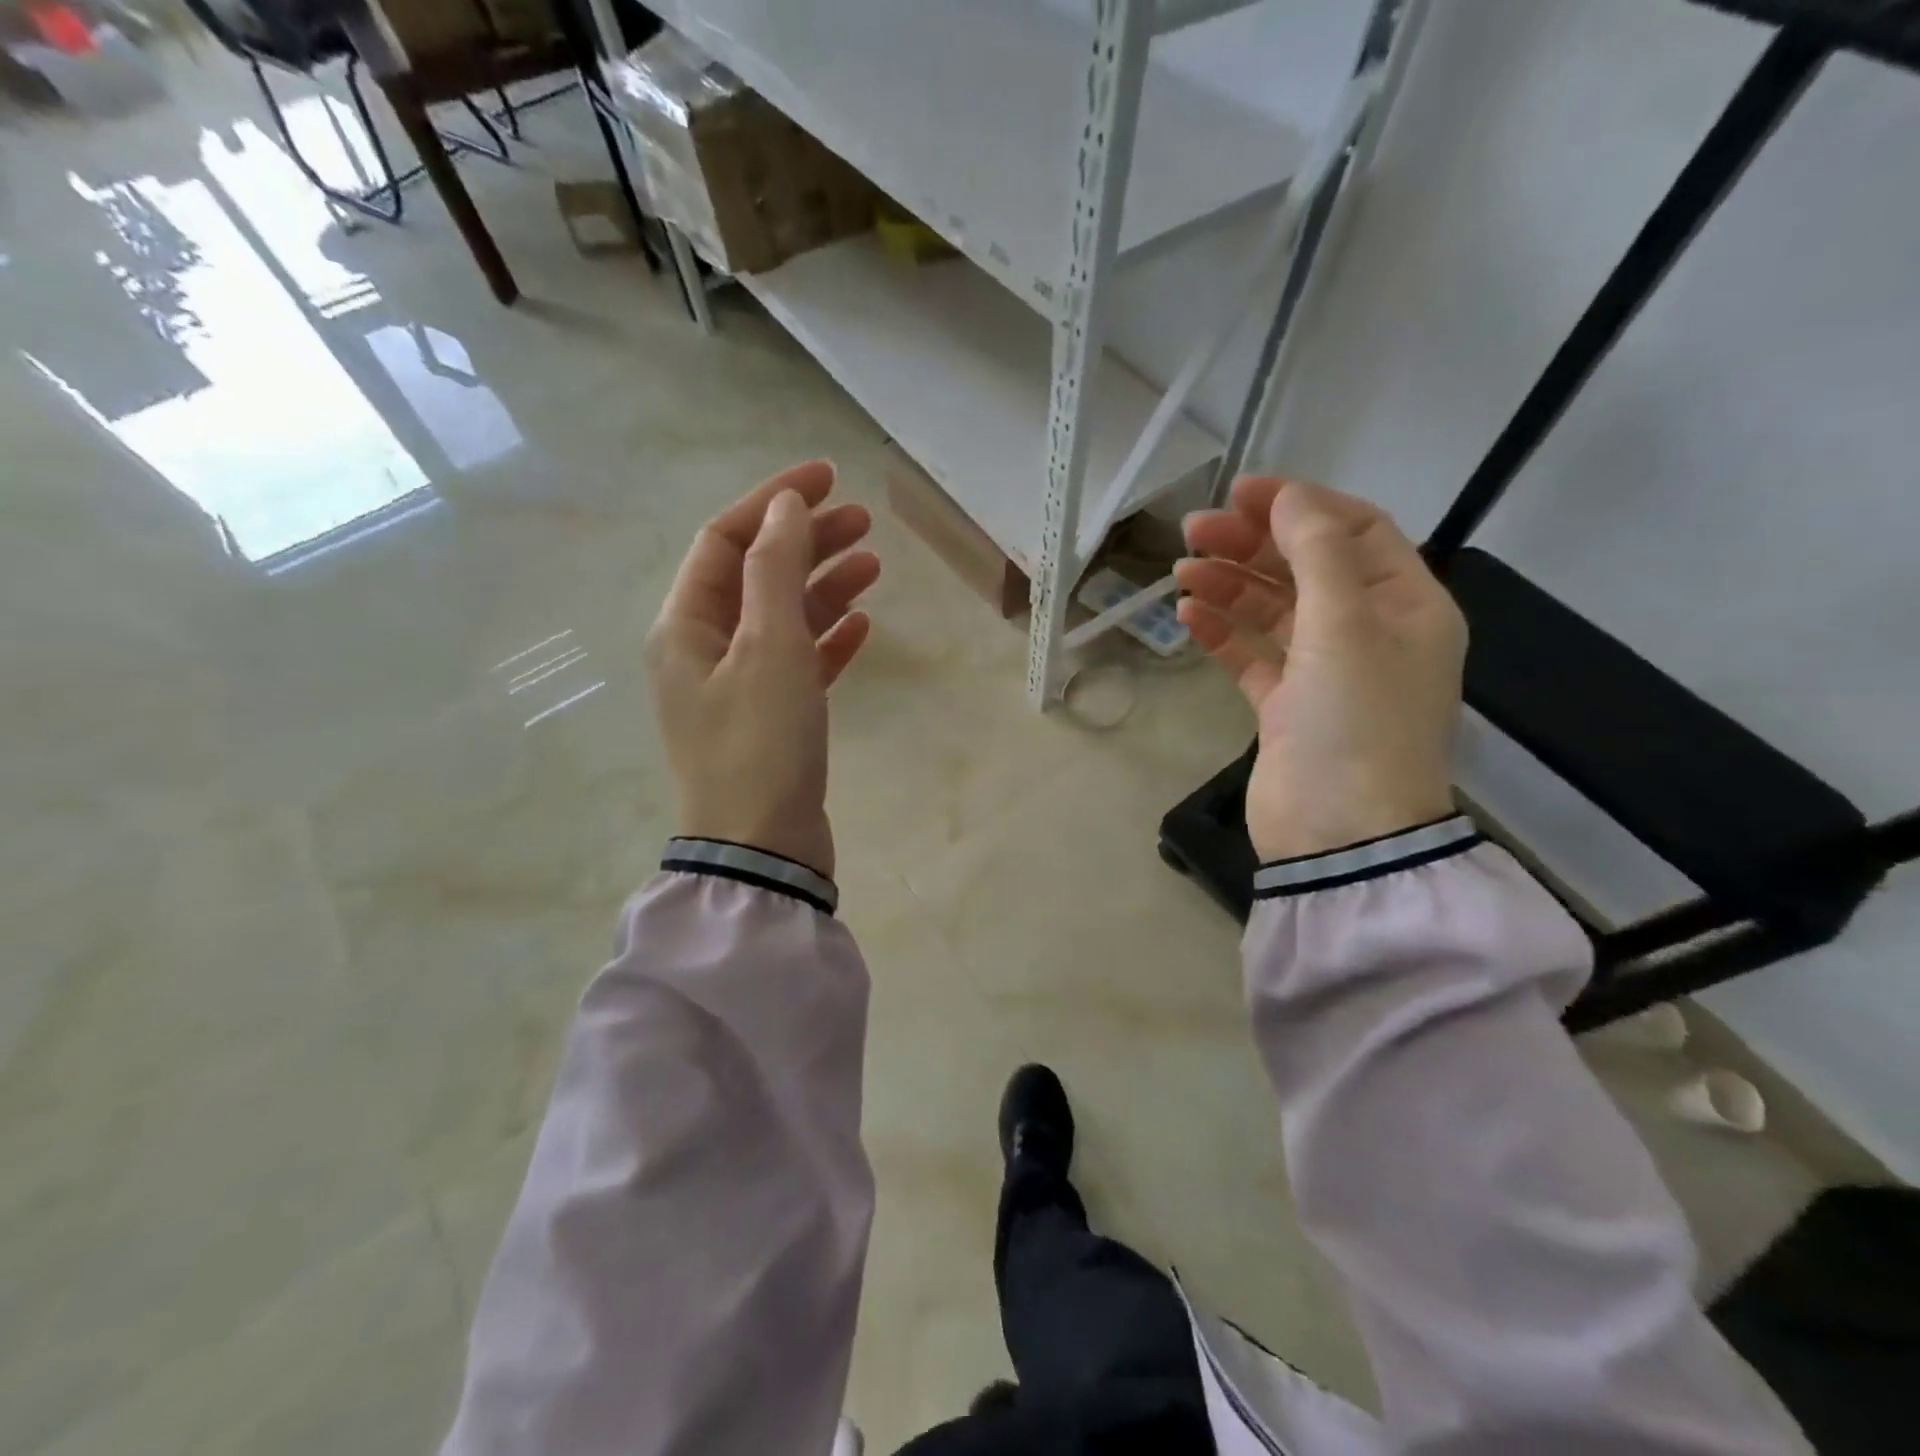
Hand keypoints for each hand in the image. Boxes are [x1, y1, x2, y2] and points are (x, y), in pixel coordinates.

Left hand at [645, 461, 880, 879]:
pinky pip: (798, 661)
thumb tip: (783, 507)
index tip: (828, 478)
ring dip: (824, 586)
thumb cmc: (761, 744)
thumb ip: (774, 570)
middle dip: (806, 541)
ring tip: (873, 564)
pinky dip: (828, 638)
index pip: (726, 539)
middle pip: (756, 574)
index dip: (774, 501)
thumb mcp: (769, 648)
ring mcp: (737, 685)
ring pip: (782, 617)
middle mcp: (704, 649)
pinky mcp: (770, 718)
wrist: (763, 849)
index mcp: (686, 625)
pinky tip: (863, 625)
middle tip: (863, 520)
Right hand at [1176, 478, 1465, 862]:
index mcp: (1405, 605)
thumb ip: (1318, 553)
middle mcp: (1368, 632)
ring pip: (1273, 609)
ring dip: (1230, 585)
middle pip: (1306, 566)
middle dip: (1252, 543)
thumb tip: (1289, 497)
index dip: (1300, 504)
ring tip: (1181, 573)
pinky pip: (1252, 655)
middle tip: (1192, 532)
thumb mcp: (1345, 627)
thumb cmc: (1355, 724)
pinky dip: (1222, 632)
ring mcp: (1324, 672)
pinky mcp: (1285, 706)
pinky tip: (1188, 616)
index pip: (1355, 530)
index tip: (1241, 493)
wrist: (1340, 836)